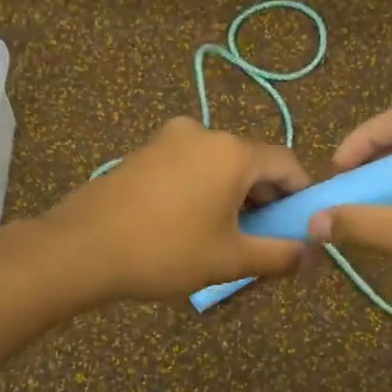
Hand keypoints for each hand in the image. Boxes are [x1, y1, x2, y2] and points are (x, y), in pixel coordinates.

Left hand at [43, 117, 311, 302]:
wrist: (81, 248)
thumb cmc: (165, 251)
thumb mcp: (229, 259)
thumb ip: (278, 254)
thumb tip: (311, 255)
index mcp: (231, 151)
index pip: (286, 163)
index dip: (301, 195)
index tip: (302, 226)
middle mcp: (202, 132)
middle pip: (251, 162)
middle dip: (265, 199)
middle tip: (265, 239)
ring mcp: (167, 139)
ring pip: (217, 165)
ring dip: (232, 196)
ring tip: (226, 237)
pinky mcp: (142, 152)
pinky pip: (188, 167)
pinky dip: (202, 190)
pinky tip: (190, 224)